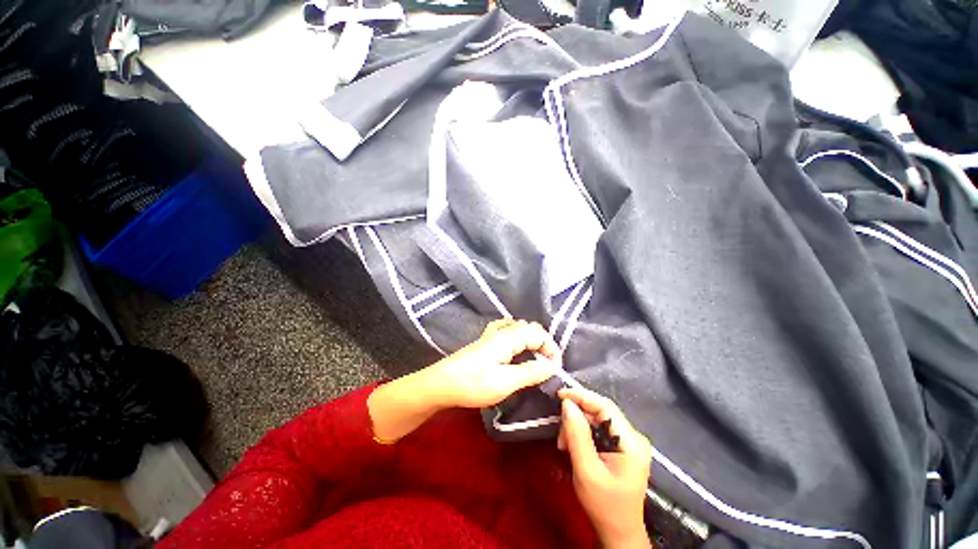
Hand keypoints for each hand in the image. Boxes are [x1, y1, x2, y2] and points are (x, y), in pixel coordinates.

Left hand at [420, 319, 561, 408]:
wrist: (441, 384)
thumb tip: (551, 366)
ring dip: (531, 339)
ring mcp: (491, 335)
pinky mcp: (485, 342)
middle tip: (547, 365)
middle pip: (530, 328)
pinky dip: (517, 336)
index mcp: (508, 338)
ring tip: (535, 357)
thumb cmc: (472, 384)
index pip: (539, 334)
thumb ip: (531, 372)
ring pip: (519, 328)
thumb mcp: (505, 382)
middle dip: (544, 344)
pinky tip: (515, 347)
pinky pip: (506, 330)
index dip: (551, 349)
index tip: (554, 370)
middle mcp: (501, 331)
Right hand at [558, 387, 652, 548]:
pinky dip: (583, 434)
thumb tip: (567, 403)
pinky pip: (599, 429)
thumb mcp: (586, 470)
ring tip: (565, 446)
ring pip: (597, 419)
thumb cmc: (604, 505)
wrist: (619, 532)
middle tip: (561, 436)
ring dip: (577, 427)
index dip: (581, 396)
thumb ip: (577, 435)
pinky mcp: (623, 446)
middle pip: (600, 411)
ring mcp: (629, 441)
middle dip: (576, 418)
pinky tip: (573, 447)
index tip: (559, 394)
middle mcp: (633, 436)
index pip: (604, 406)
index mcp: (631, 442)